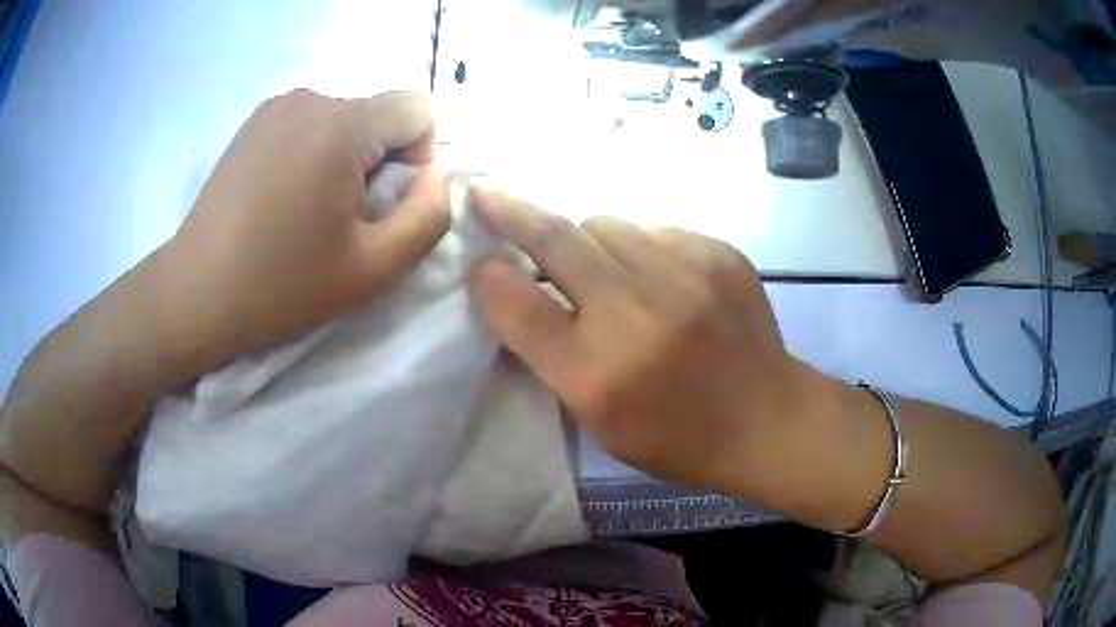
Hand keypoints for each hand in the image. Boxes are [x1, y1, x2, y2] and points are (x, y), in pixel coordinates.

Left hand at [159, 90, 449, 369]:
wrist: (194, 294)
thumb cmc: (280, 287)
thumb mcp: (373, 268)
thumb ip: (428, 217)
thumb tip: (436, 178)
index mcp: (343, 125)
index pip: (421, 110)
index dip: (419, 160)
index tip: (383, 207)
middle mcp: (312, 96)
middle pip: (382, 115)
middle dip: (381, 163)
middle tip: (343, 220)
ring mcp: (278, 105)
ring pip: (347, 119)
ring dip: (347, 160)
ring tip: (308, 212)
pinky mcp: (255, 121)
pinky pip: (312, 124)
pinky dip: (315, 154)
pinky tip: (283, 198)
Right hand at [466, 187, 828, 495]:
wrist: (766, 419)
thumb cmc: (676, 436)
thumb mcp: (598, 419)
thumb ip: (550, 355)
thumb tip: (512, 290)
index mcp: (596, 373)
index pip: (517, 306)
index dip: (487, 277)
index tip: (475, 258)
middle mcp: (634, 313)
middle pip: (555, 237)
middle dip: (511, 210)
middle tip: (487, 192)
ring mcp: (683, 273)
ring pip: (605, 223)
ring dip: (587, 240)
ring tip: (603, 269)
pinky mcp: (718, 252)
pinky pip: (655, 230)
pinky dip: (641, 249)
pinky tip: (659, 279)